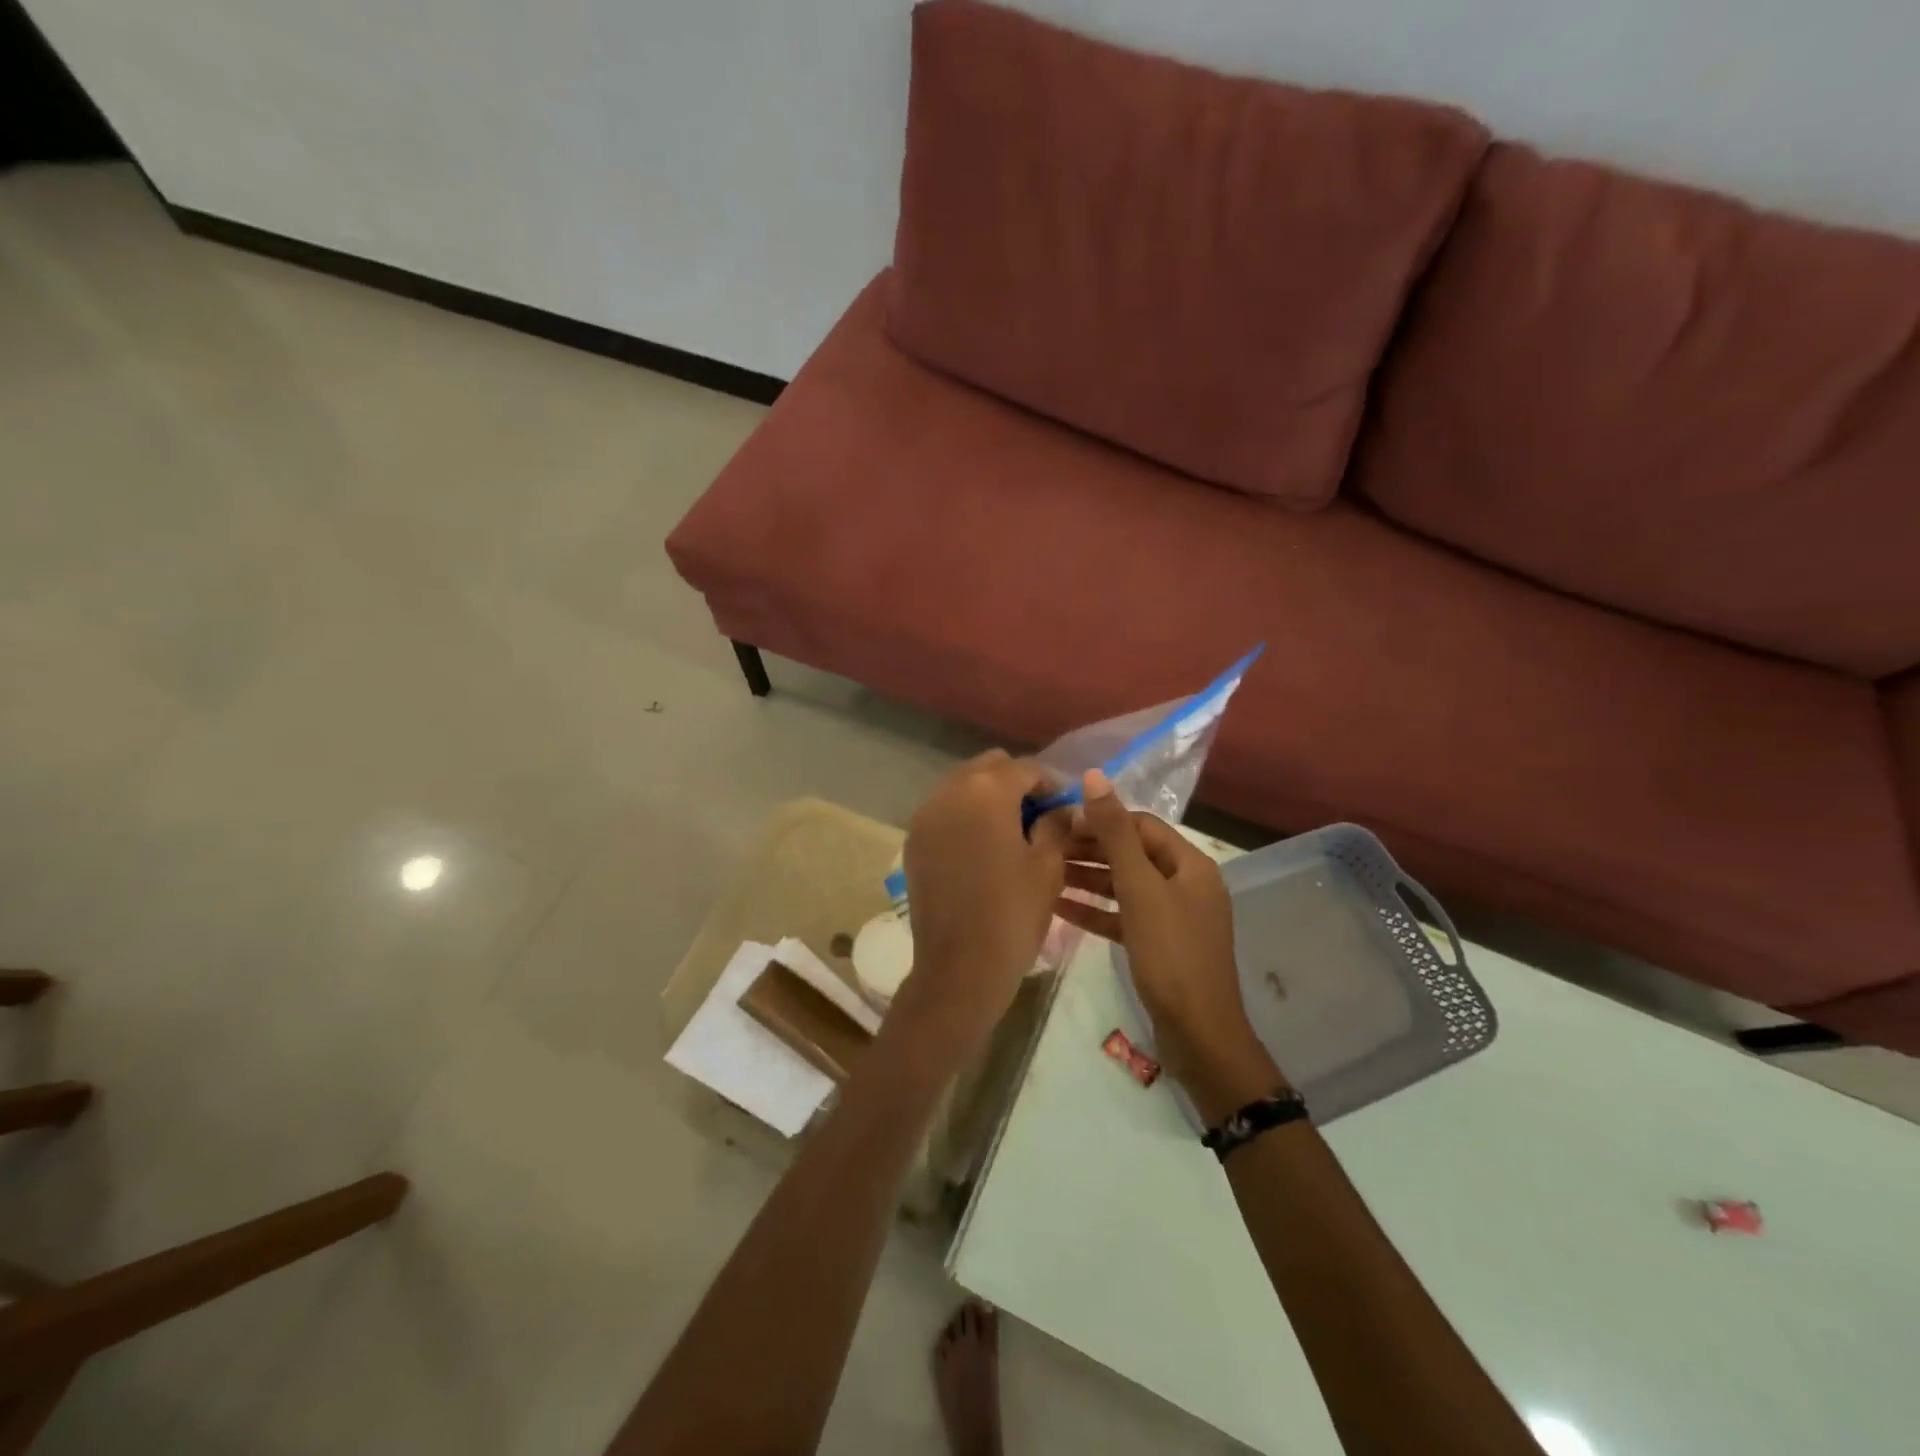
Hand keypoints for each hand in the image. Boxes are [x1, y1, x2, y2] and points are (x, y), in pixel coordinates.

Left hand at [897, 751, 1071, 1047]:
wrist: (959, 968)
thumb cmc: (1012, 913)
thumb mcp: (1047, 866)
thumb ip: (1055, 825)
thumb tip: (1058, 810)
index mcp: (986, 791)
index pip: (1024, 768)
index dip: (1050, 783)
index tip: (1066, 806)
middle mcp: (949, 792)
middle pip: (988, 767)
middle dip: (1015, 783)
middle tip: (1039, 814)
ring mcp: (925, 815)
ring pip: (962, 786)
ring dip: (987, 797)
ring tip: (1010, 830)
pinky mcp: (913, 840)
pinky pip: (943, 811)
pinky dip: (964, 816)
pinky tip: (982, 846)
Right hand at [1057, 771, 1285, 1121]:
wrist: (1198, 1034)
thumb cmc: (1171, 954)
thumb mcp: (1140, 888)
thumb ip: (1115, 833)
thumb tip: (1095, 777)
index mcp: (1189, 864)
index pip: (1141, 825)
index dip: (1101, 819)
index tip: (1059, 822)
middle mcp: (1184, 884)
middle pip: (1131, 854)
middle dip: (1090, 849)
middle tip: (1044, 848)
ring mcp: (1172, 916)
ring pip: (1124, 886)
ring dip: (1087, 879)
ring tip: (1044, 874)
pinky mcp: (1158, 944)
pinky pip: (1122, 916)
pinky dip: (1095, 910)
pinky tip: (1059, 909)